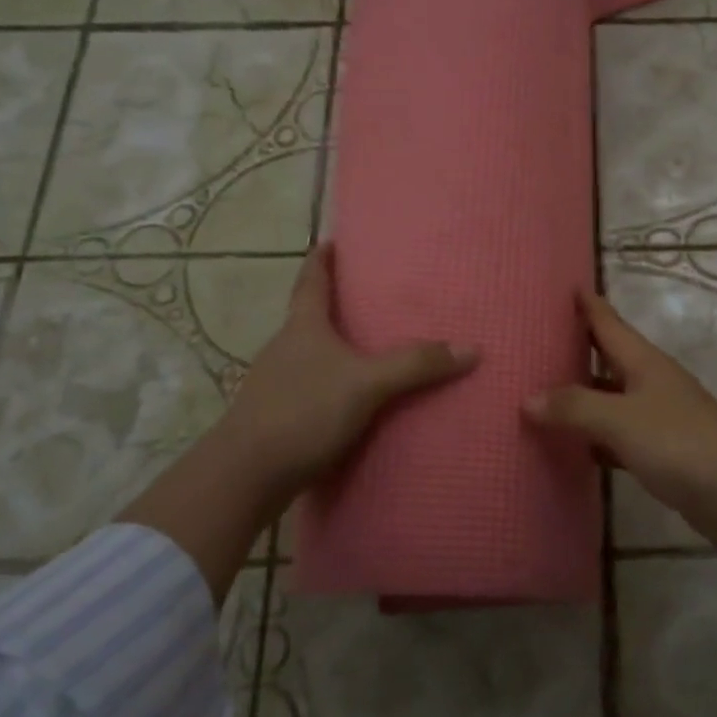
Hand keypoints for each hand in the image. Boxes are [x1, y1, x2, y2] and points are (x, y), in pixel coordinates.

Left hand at [217, 245, 477, 500]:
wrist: (246, 475)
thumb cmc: (303, 411)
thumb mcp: (367, 384)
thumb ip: (416, 365)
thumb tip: (471, 348)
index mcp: (303, 326)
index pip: (312, 279)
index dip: (322, 258)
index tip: (333, 240)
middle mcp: (285, 347)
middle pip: (310, 315)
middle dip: (336, 304)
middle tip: (371, 296)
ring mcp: (276, 383)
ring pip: (311, 354)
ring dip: (335, 347)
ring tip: (370, 348)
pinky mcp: (277, 416)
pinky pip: (311, 387)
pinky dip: (333, 383)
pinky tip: (352, 399)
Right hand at [523, 289, 716, 548]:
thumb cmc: (680, 441)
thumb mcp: (620, 419)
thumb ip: (574, 408)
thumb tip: (527, 399)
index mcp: (643, 362)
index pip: (608, 322)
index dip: (587, 304)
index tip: (565, 285)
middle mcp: (649, 383)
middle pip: (606, 358)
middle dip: (575, 349)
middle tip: (533, 342)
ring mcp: (656, 419)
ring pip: (609, 400)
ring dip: (580, 397)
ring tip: (538, 393)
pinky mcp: (660, 454)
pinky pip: (616, 438)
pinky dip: (593, 438)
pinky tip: (570, 446)